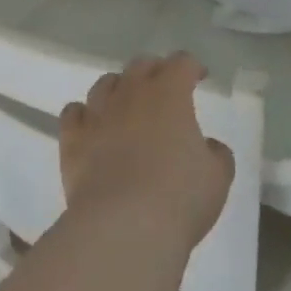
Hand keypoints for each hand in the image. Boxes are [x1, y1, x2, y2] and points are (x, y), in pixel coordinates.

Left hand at [60, 54, 234, 250]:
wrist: (123, 226)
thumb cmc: (179, 198)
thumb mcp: (217, 178)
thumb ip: (217, 155)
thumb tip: (209, 146)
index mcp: (170, 93)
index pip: (181, 63)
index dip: (191, 66)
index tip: (198, 76)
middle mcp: (131, 93)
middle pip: (141, 65)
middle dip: (155, 71)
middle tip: (164, 88)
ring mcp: (98, 114)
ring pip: (105, 84)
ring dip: (118, 87)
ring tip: (125, 102)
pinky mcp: (73, 139)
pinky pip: (73, 114)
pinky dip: (83, 115)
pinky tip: (90, 125)